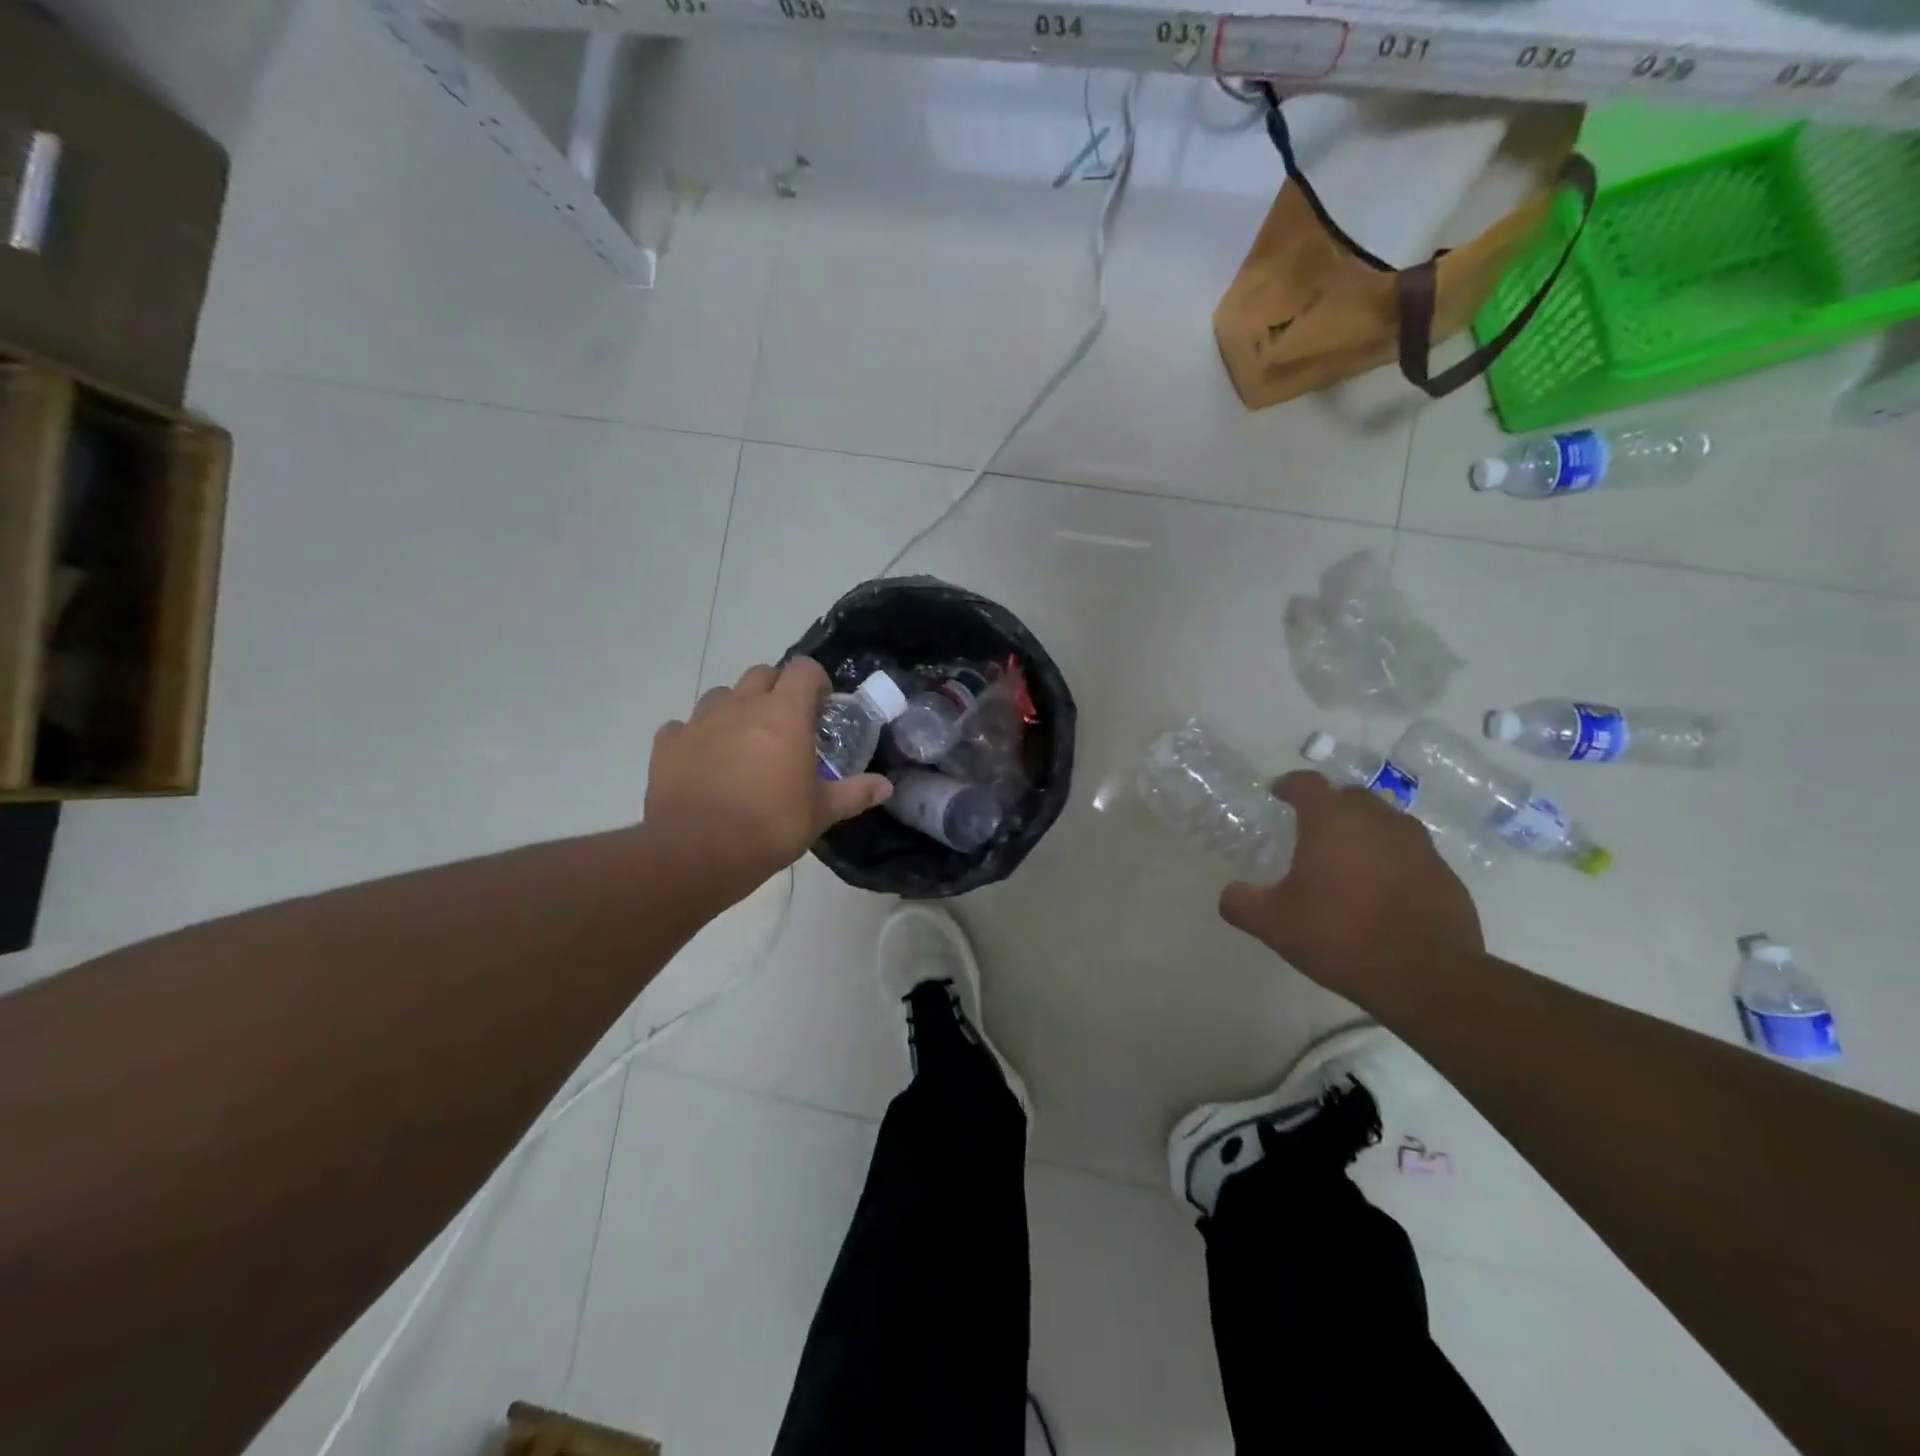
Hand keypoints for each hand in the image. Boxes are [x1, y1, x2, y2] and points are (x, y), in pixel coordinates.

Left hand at [645, 659, 891, 902]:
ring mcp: (700, 721)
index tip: (821, 707)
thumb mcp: (822, 813)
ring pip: (722, 695)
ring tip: (743, 742)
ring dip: (736, 709)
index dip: (816, 682)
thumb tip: (886, 786)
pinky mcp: (667, 743)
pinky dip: (696, 737)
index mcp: (784, 714)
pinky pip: (683, 727)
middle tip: (786, 725)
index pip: (804, 669)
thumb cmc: (771, 825)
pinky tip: (703, 762)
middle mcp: (742, 705)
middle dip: (777, 690)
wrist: (697, 852)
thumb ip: (855, 793)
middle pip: (762, 673)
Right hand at [1218, 771, 1482, 1004]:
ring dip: (1365, 831)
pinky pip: (1411, 853)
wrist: (1427, 976)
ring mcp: (1418, 845)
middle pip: (1350, 796)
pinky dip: (1393, 860)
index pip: (1306, 783)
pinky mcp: (1446, 873)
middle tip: (1311, 831)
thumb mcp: (1274, 924)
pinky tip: (1382, 891)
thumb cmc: (1340, 937)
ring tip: (1349, 860)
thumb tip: (1230, 893)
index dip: (1288, 785)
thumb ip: (1242, 902)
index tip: (1277, 795)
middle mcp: (1377, 820)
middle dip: (1330, 806)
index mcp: (1332, 821)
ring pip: (1385, 822)